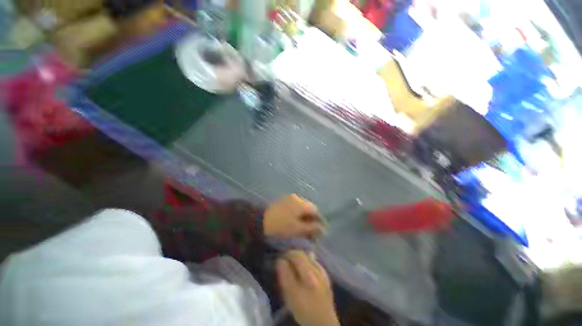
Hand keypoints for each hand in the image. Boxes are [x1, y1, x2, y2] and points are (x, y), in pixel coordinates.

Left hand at [263, 194, 323, 237]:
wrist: (260, 221)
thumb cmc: (281, 226)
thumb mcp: (298, 229)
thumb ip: (312, 227)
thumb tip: (323, 228)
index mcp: (301, 203)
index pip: (316, 210)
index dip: (319, 221)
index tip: (320, 231)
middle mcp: (297, 198)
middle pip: (309, 208)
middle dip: (312, 219)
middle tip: (311, 231)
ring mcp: (289, 198)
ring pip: (302, 207)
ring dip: (305, 217)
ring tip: (303, 228)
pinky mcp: (283, 201)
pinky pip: (295, 206)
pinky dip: (298, 214)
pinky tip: (295, 222)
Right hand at [276, 251, 339, 325]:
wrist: (322, 322)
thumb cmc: (304, 310)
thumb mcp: (290, 295)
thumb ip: (285, 275)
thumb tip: (280, 260)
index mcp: (309, 273)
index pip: (296, 255)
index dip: (286, 254)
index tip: (280, 258)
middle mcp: (317, 268)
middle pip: (303, 254)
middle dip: (292, 254)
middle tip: (285, 260)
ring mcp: (323, 271)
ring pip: (308, 256)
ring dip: (299, 257)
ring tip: (292, 263)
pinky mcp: (325, 275)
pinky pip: (314, 262)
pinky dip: (307, 261)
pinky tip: (303, 268)